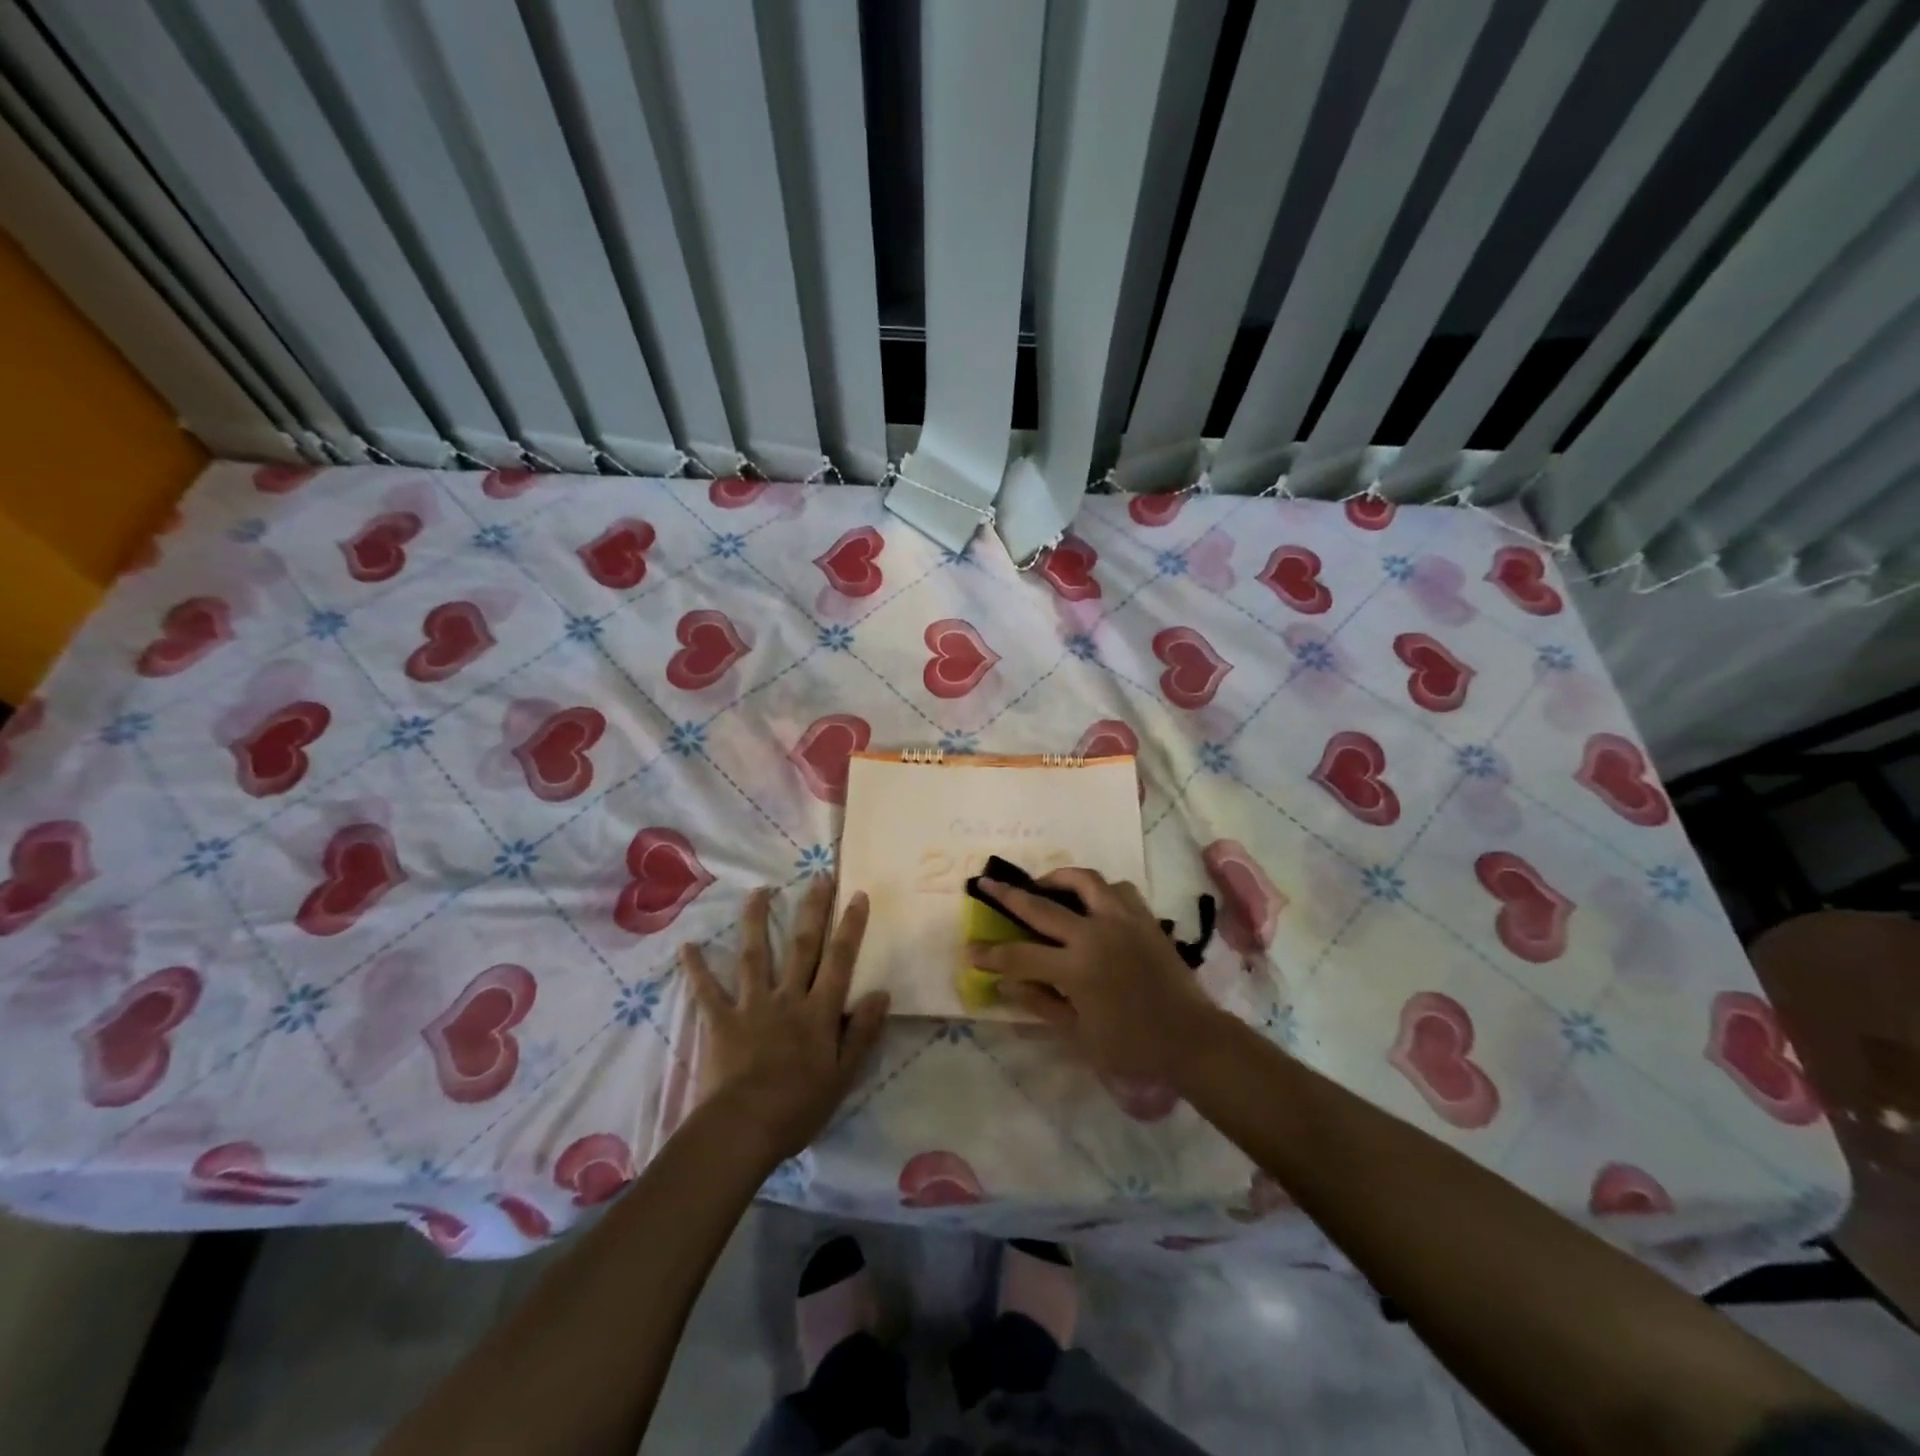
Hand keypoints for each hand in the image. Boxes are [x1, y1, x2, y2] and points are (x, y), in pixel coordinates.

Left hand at [679, 877, 888, 1165]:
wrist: (743, 1128)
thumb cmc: (799, 1106)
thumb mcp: (843, 1075)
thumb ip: (862, 1032)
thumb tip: (881, 993)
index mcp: (819, 1012)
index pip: (840, 960)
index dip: (850, 926)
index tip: (856, 894)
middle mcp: (788, 998)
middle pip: (802, 946)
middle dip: (812, 910)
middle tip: (818, 877)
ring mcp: (752, 1006)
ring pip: (755, 956)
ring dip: (756, 921)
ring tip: (758, 891)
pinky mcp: (721, 1021)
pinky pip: (707, 991)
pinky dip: (697, 969)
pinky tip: (687, 946)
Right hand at [968, 868, 1224, 1084]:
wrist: (1190, 1037)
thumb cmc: (1131, 1045)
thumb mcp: (1078, 1034)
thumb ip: (1039, 1003)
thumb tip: (1003, 984)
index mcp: (1075, 968)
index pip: (1019, 956)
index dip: (990, 955)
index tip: (970, 949)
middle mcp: (1094, 934)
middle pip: (1041, 906)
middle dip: (1008, 894)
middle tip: (986, 883)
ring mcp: (1122, 920)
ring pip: (1084, 880)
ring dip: (1058, 878)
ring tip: (1044, 884)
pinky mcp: (1144, 918)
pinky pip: (1117, 889)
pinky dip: (1100, 890)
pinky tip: (1092, 902)